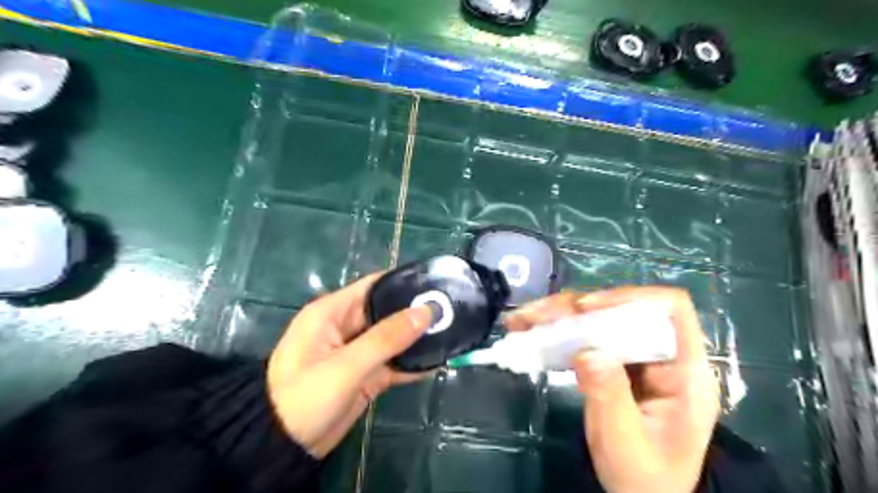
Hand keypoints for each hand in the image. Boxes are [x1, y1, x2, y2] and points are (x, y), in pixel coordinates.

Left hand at [266, 273, 432, 458]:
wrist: (283, 449)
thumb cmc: (304, 398)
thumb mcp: (345, 366)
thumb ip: (386, 338)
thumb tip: (426, 311)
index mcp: (332, 312)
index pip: (373, 286)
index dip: (403, 283)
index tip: (435, 285)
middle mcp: (346, 326)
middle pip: (387, 311)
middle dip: (416, 312)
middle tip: (450, 311)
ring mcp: (357, 351)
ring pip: (393, 338)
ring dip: (417, 338)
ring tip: (451, 332)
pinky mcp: (364, 374)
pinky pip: (392, 362)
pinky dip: (411, 362)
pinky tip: (437, 360)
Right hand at [508, 285, 719, 492]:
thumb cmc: (646, 478)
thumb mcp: (627, 444)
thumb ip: (609, 397)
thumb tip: (586, 351)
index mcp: (684, 372)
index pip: (670, 309)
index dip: (629, 298)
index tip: (586, 309)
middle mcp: (661, 355)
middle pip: (622, 309)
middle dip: (576, 307)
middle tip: (536, 316)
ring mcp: (636, 359)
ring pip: (599, 320)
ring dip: (559, 317)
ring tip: (522, 321)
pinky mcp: (614, 364)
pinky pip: (586, 338)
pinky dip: (557, 333)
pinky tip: (530, 334)